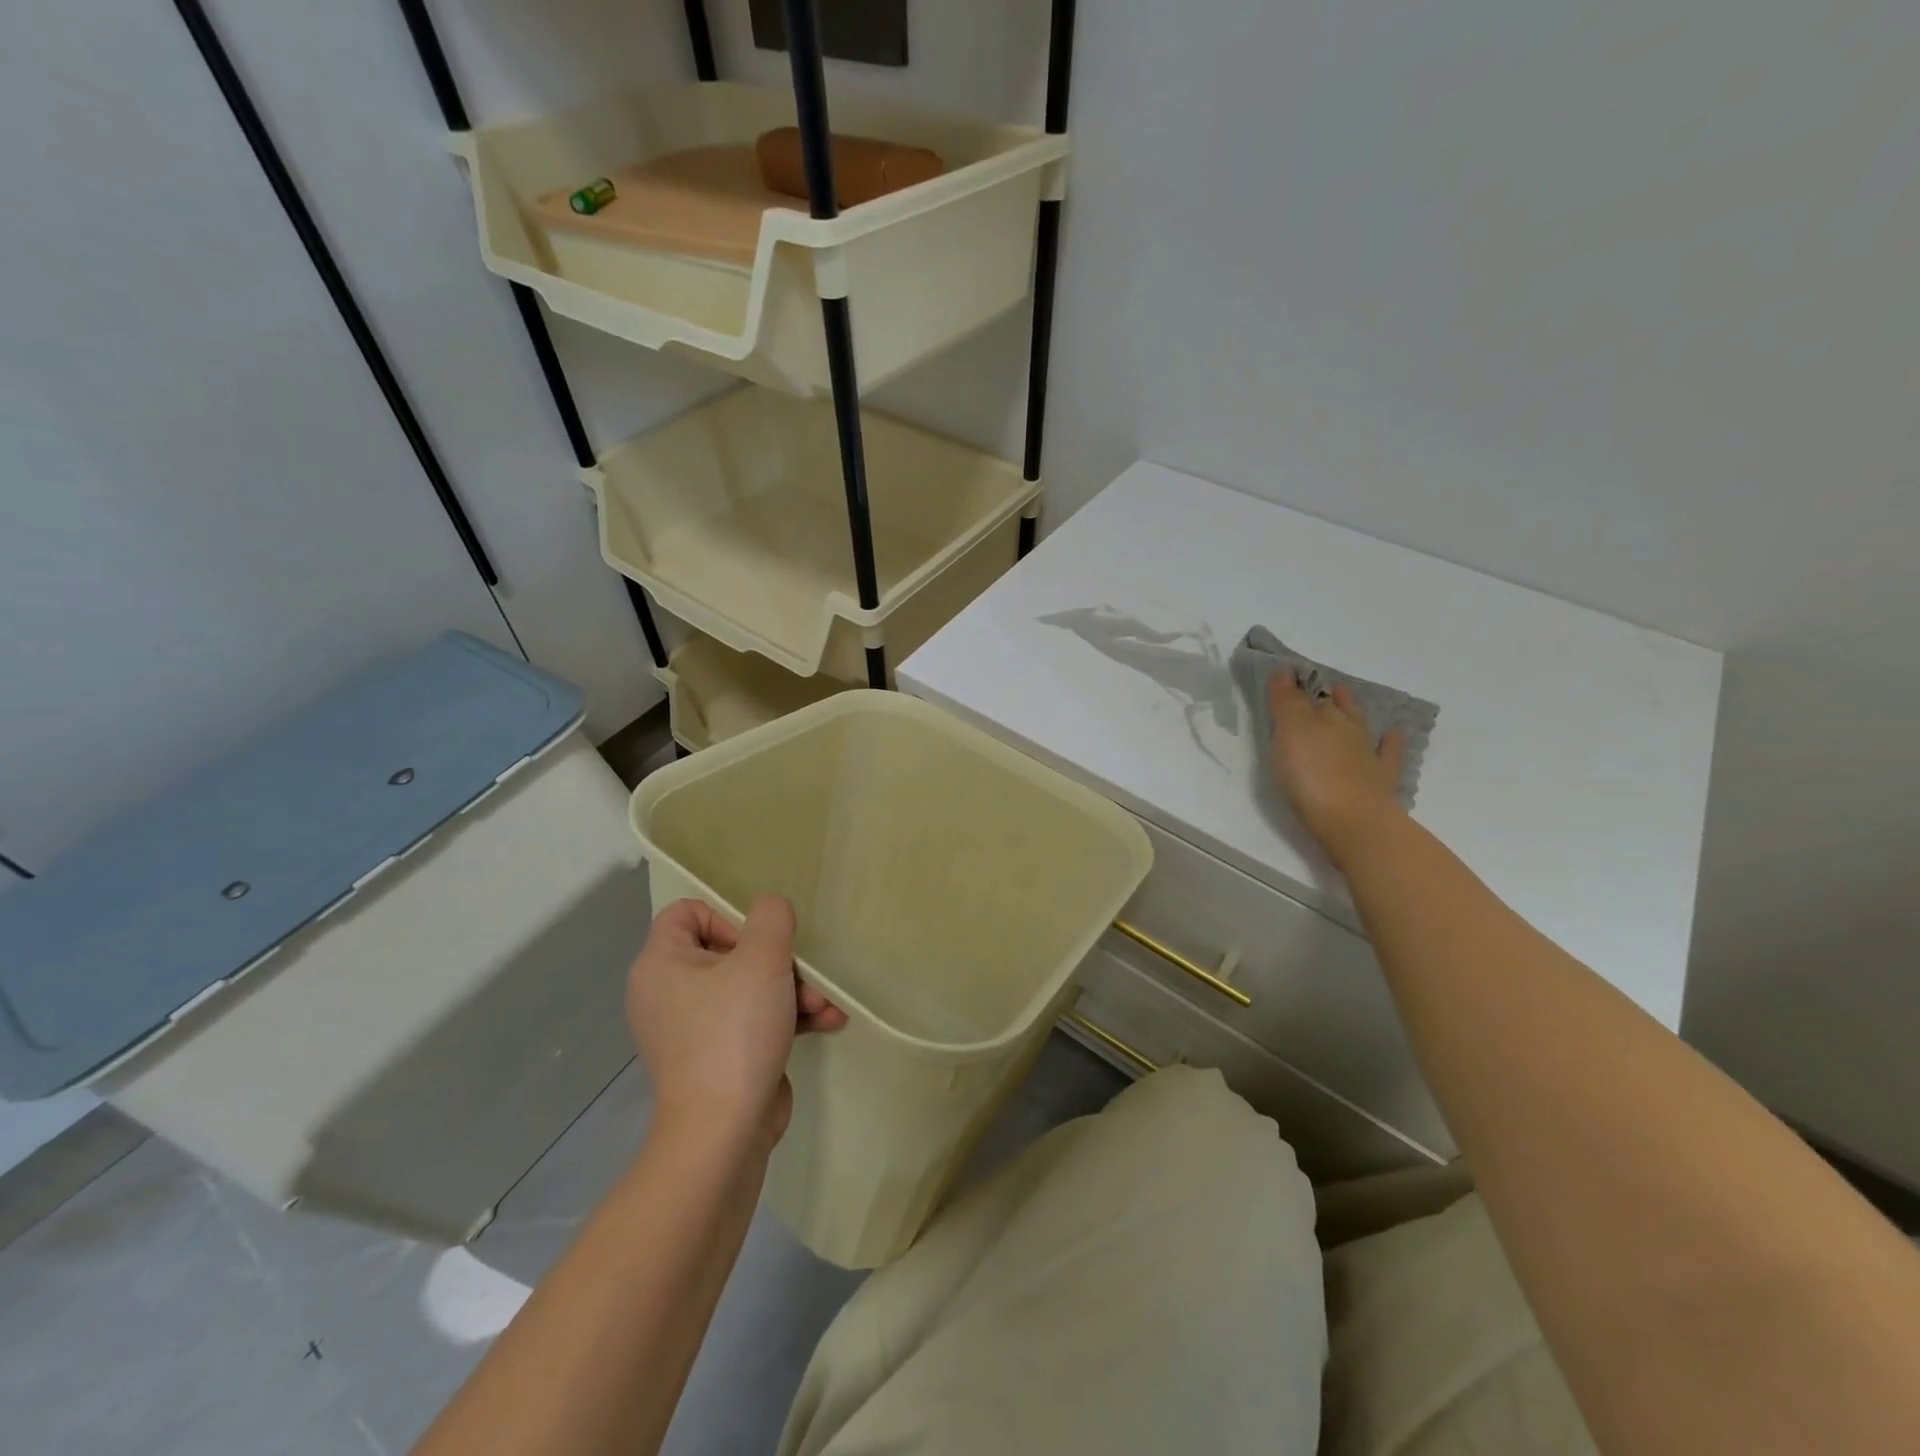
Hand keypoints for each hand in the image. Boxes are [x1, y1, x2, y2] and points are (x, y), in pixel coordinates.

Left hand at [626, 896, 846, 1153]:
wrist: (724, 1132)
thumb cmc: (734, 1031)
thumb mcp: (762, 959)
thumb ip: (771, 918)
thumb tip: (771, 910)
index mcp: (661, 964)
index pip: (687, 912)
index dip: (727, 916)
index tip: (757, 942)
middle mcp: (669, 993)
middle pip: (728, 950)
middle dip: (778, 961)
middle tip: (803, 975)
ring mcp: (693, 1029)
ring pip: (748, 988)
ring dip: (793, 990)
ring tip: (825, 1004)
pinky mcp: (718, 1057)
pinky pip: (753, 1021)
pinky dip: (786, 1018)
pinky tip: (828, 1022)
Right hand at [1267, 673, 1405, 866]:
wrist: (1353, 823)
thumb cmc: (1313, 775)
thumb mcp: (1291, 732)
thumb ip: (1287, 700)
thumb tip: (1287, 670)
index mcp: (1326, 718)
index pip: (1311, 696)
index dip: (1299, 687)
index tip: (1290, 679)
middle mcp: (1349, 731)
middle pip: (1338, 709)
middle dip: (1329, 698)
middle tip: (1322, 688)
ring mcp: (1369, 757)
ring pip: (1361, 728)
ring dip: (1354, 714)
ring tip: (1347, 702)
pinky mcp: (1379, 782)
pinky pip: (1388, 754)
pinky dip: (1390, 742)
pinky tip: (1392, 735)